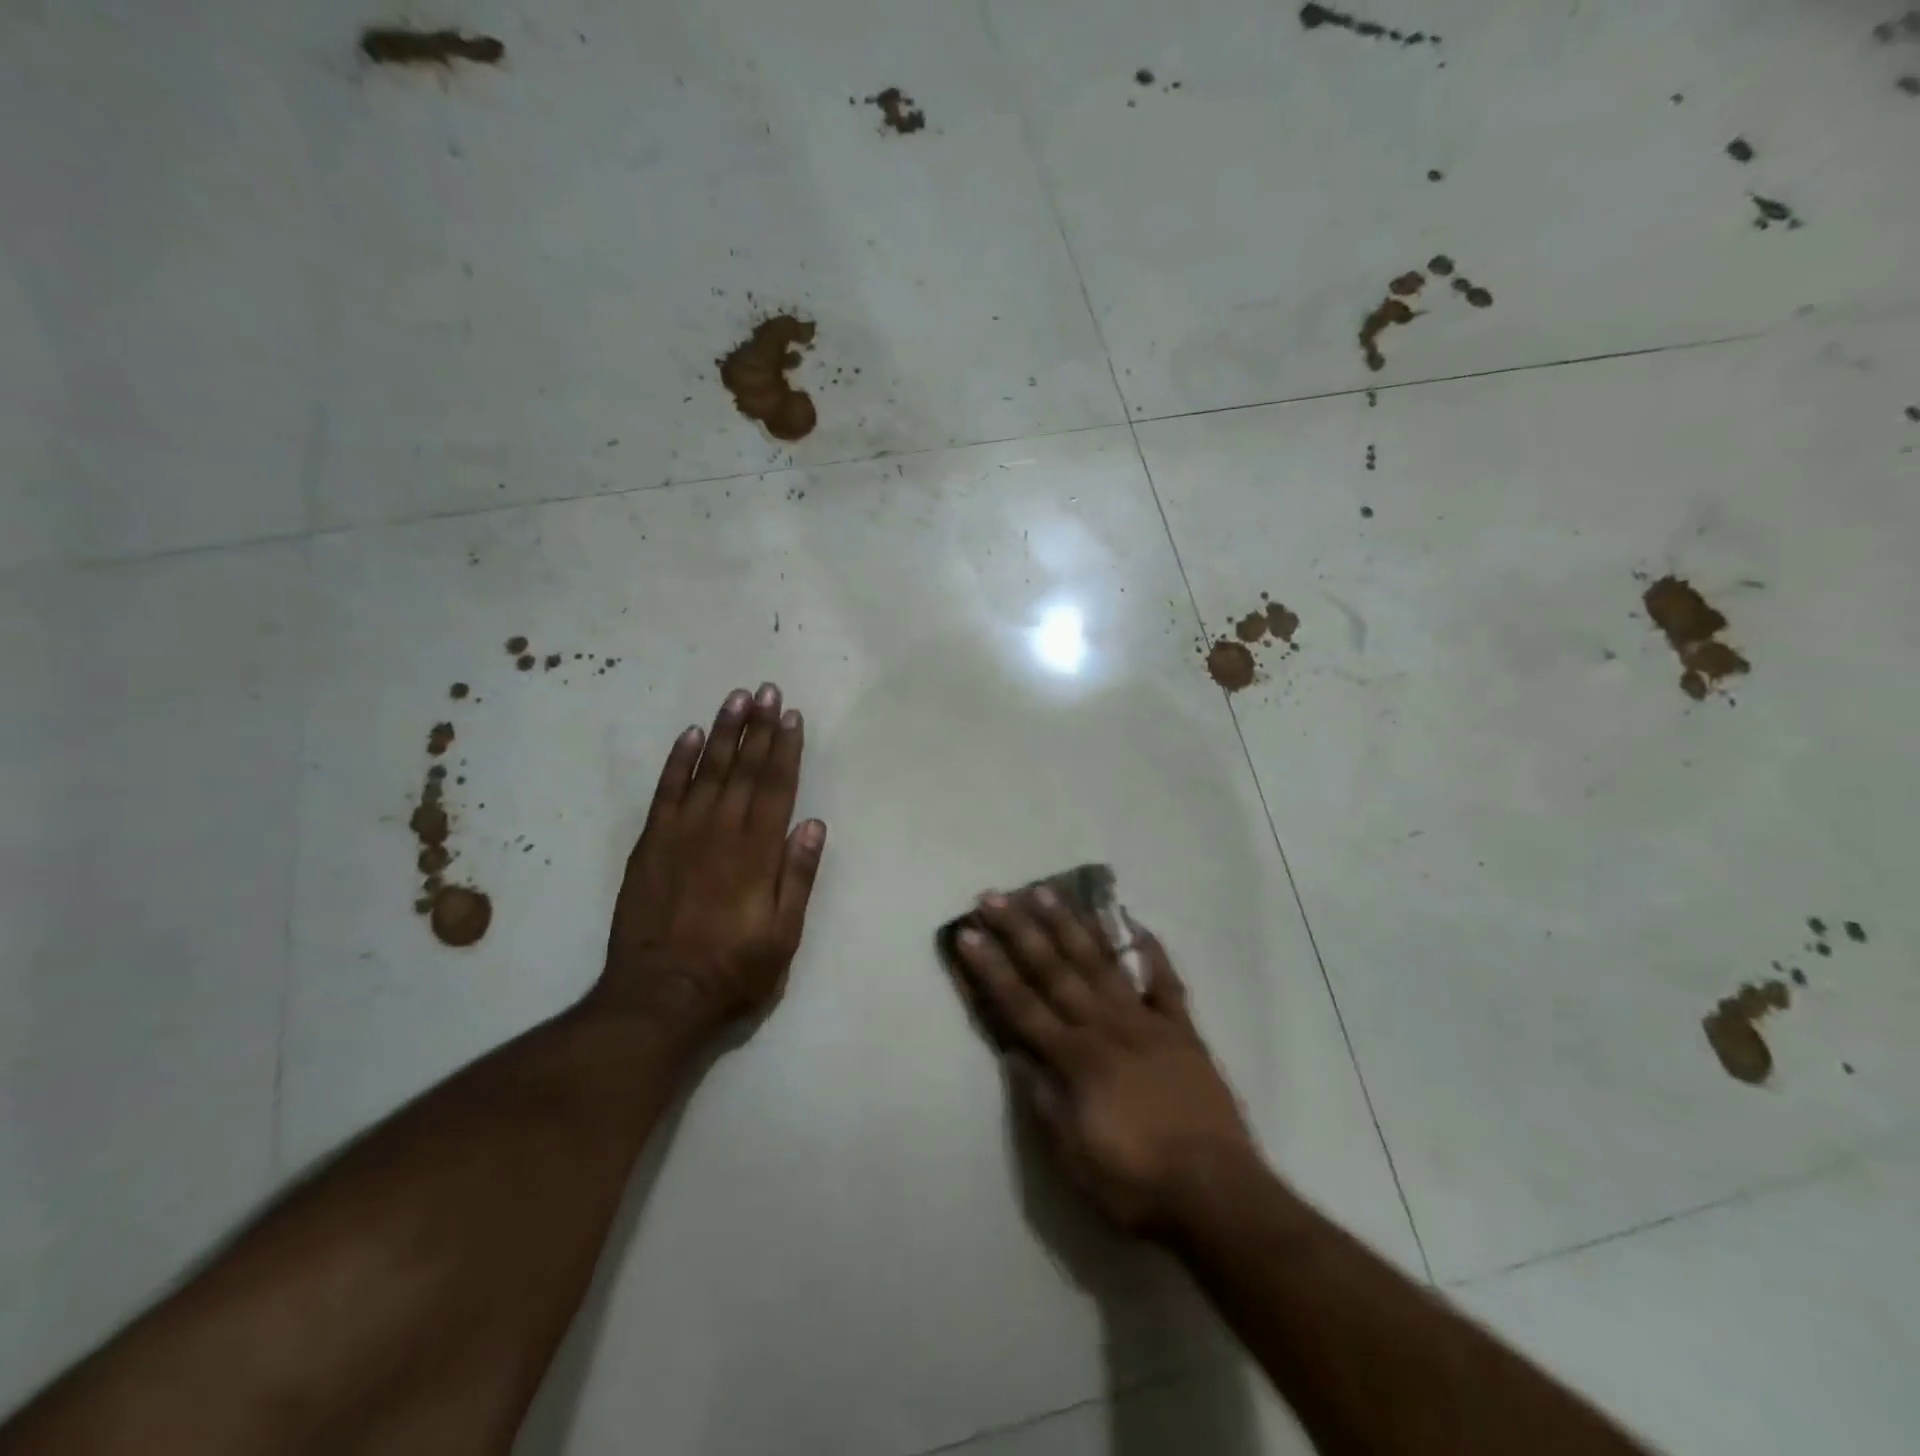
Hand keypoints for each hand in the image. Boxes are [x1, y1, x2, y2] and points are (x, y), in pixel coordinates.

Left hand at [593, 683, 826, 1046]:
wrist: (659, 997)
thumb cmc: (733, 971)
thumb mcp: (783, 936)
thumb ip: (797, 877)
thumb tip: (813, 824)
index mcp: (757, 852)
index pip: (776, 786)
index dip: (785, 749)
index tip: (792, 716)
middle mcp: (721, 831)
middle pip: (744, 769)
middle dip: (759, 728)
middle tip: (767, 691)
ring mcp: (681, 834)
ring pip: (707, 771)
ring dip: (723, 732)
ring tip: (737, 699)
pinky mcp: (650, 845)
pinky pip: (666, 792)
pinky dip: (678, 762)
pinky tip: (689, 736)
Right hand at [951, 891, 1255, 1237]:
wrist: (1216, 1193)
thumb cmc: (1135, 1183)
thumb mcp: (1073, 1157)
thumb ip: (1043, 1100)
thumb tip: (1016, 1056)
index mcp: (1075, 1058)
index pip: (1021, 1004)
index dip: (991, 968)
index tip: (968, 933)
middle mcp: (1105, 1027)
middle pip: (1055, 970)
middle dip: (1020, 931)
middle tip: (996, 895)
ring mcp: (1146, 1022)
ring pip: (1101, 963)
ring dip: (1071, 926)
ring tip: (1047, 892)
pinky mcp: (1181, 1030)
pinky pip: (1165, 982)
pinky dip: (1151, 951)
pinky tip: (1136, 923)